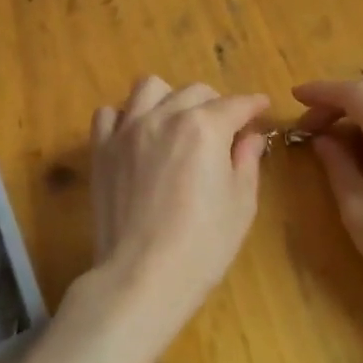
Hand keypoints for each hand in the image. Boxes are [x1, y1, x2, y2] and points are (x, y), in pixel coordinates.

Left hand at [83, 76, 269, 349]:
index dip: (253, 105)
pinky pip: (108, 113)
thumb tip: (250, 137)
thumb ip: (247, 161)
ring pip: (149, 88)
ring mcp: (127, 130)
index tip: (261, 107)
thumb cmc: (202, 244)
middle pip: (194, 92)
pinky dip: (125, 117)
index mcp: (205, 127)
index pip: (236, 104)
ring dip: (169, 98)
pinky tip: (136, 136)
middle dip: (215, 104)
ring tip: (176, 122)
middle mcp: (164, 116)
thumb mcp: (241, 204)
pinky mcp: (101, 149)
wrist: (142, 275)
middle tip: (223, 128)